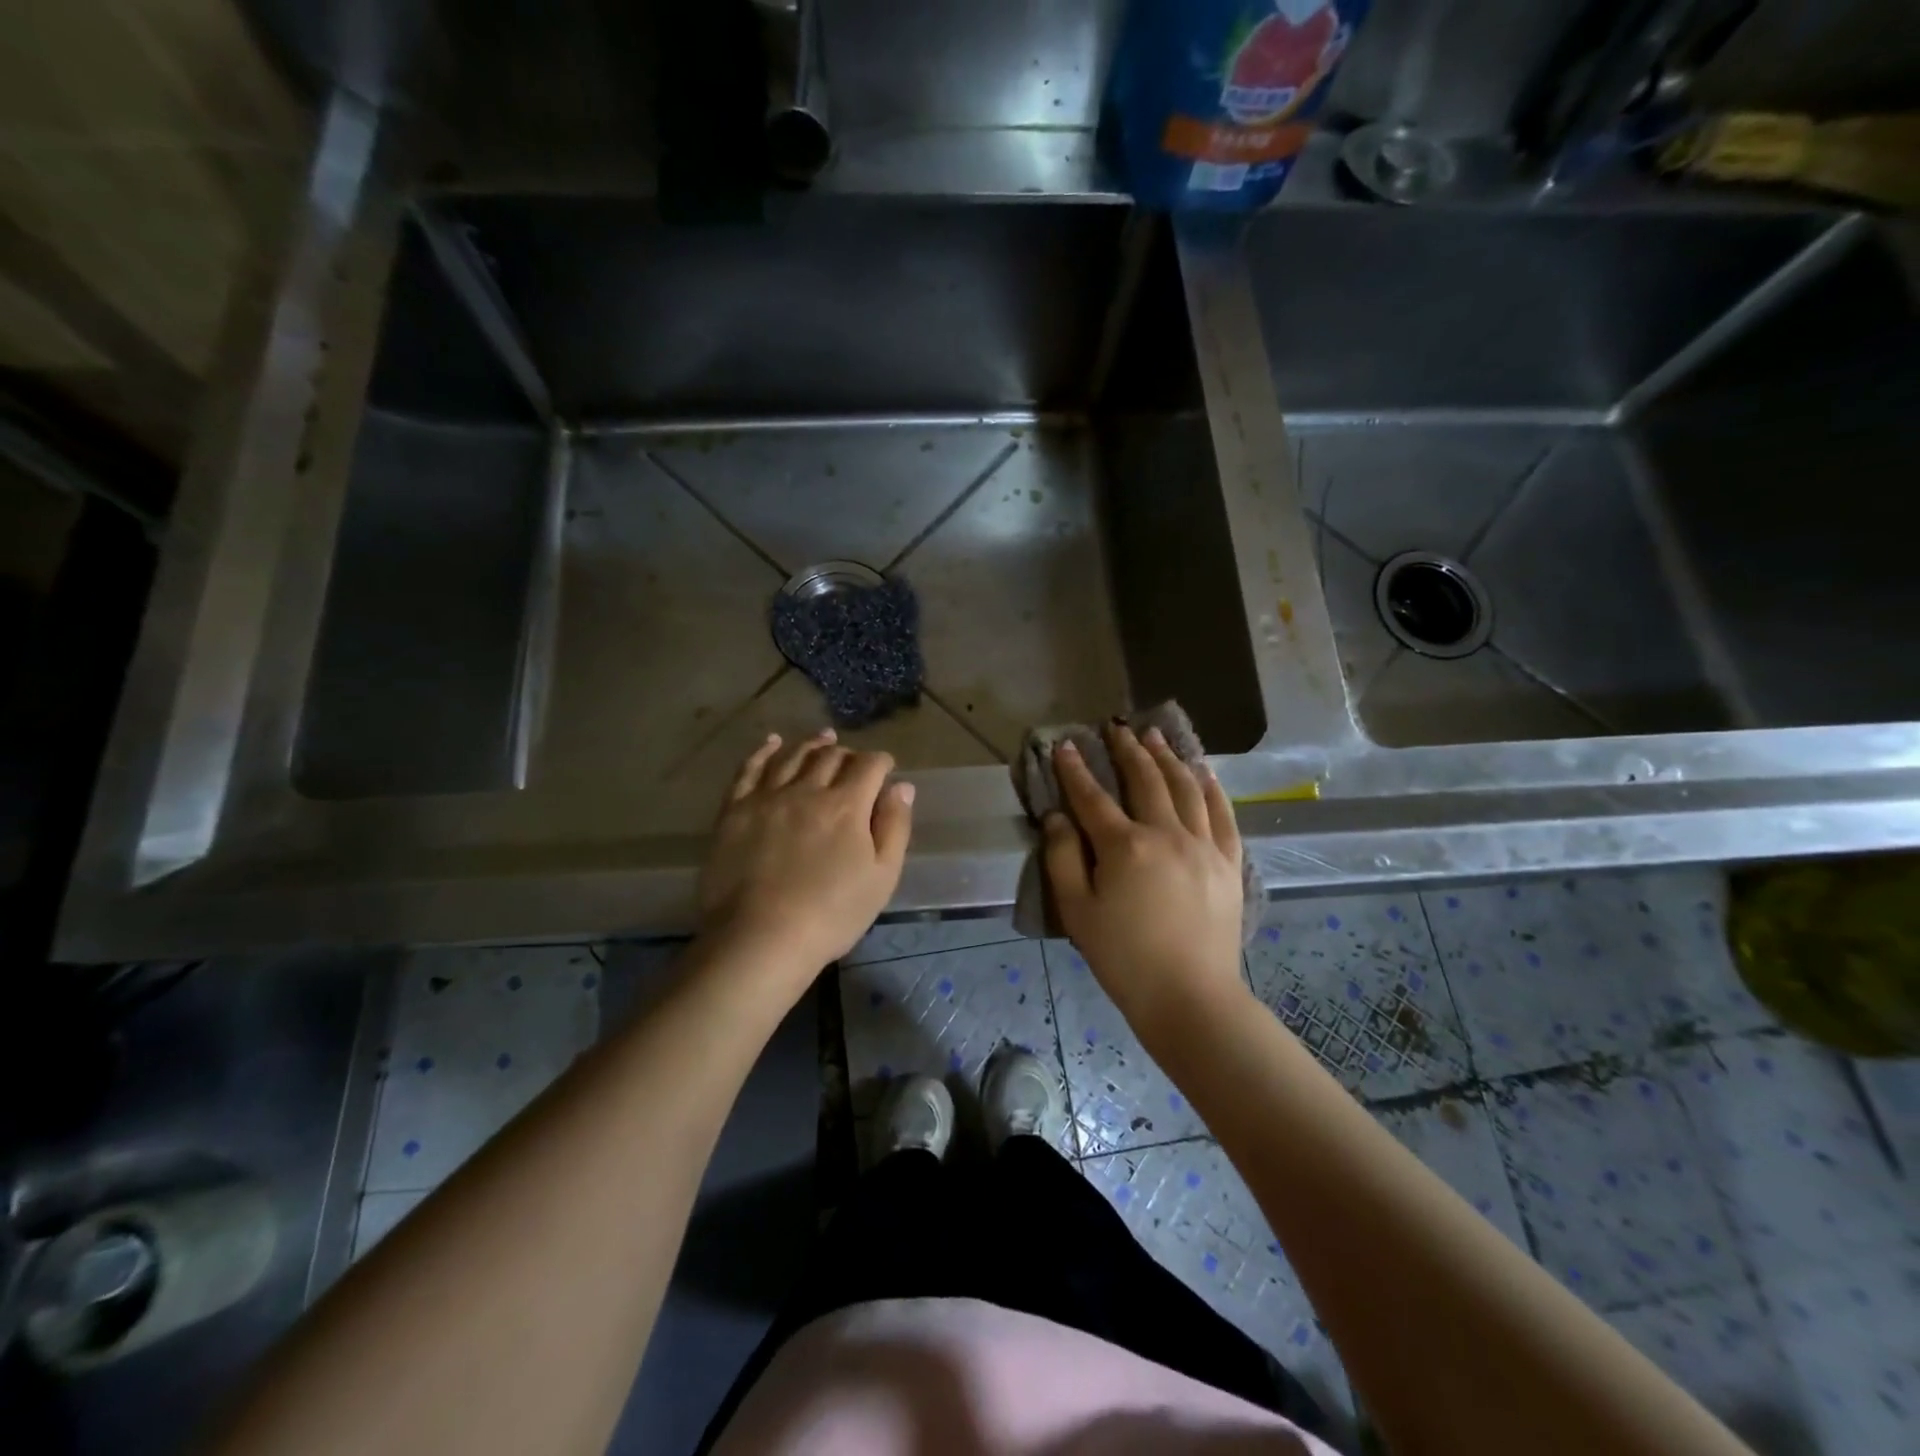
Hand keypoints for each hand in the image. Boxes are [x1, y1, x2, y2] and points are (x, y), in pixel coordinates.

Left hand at [697, 730, 914, 996]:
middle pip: (831, 756)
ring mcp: (768, 796)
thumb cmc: (831, 914)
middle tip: (853, 760)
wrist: (759, 938)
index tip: (885, 768)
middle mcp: (808, 789)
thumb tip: (902, 786)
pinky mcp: (735, 809)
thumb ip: (894, 827)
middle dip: (848, 753)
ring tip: (822, 739)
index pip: (870, 766)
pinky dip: (764, 751)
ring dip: (812, 744)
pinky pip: (750, 768)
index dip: (881, 762)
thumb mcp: (881, 877)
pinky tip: (772, 742)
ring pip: (793, 756)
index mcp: (847, 805)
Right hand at [1043, 725, 1248, 1036]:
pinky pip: (1223, 814)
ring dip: (1168, 758)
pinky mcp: (1229, 862)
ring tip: (1156, 737)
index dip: (1075, 770)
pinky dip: (1212, 788)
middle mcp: (1166, 834)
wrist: (1190, 997)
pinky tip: (1204, 772)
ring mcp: (1203, 846)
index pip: (1092, 797)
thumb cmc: (1124, 958)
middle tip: (1116, 728)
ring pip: (1186, 788)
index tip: (1065, 746)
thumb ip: (1062, 859)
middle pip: (1145, 780)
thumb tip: (1057, 817)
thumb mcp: (1077, 912)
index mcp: (1124, 847)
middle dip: (1127, 750)